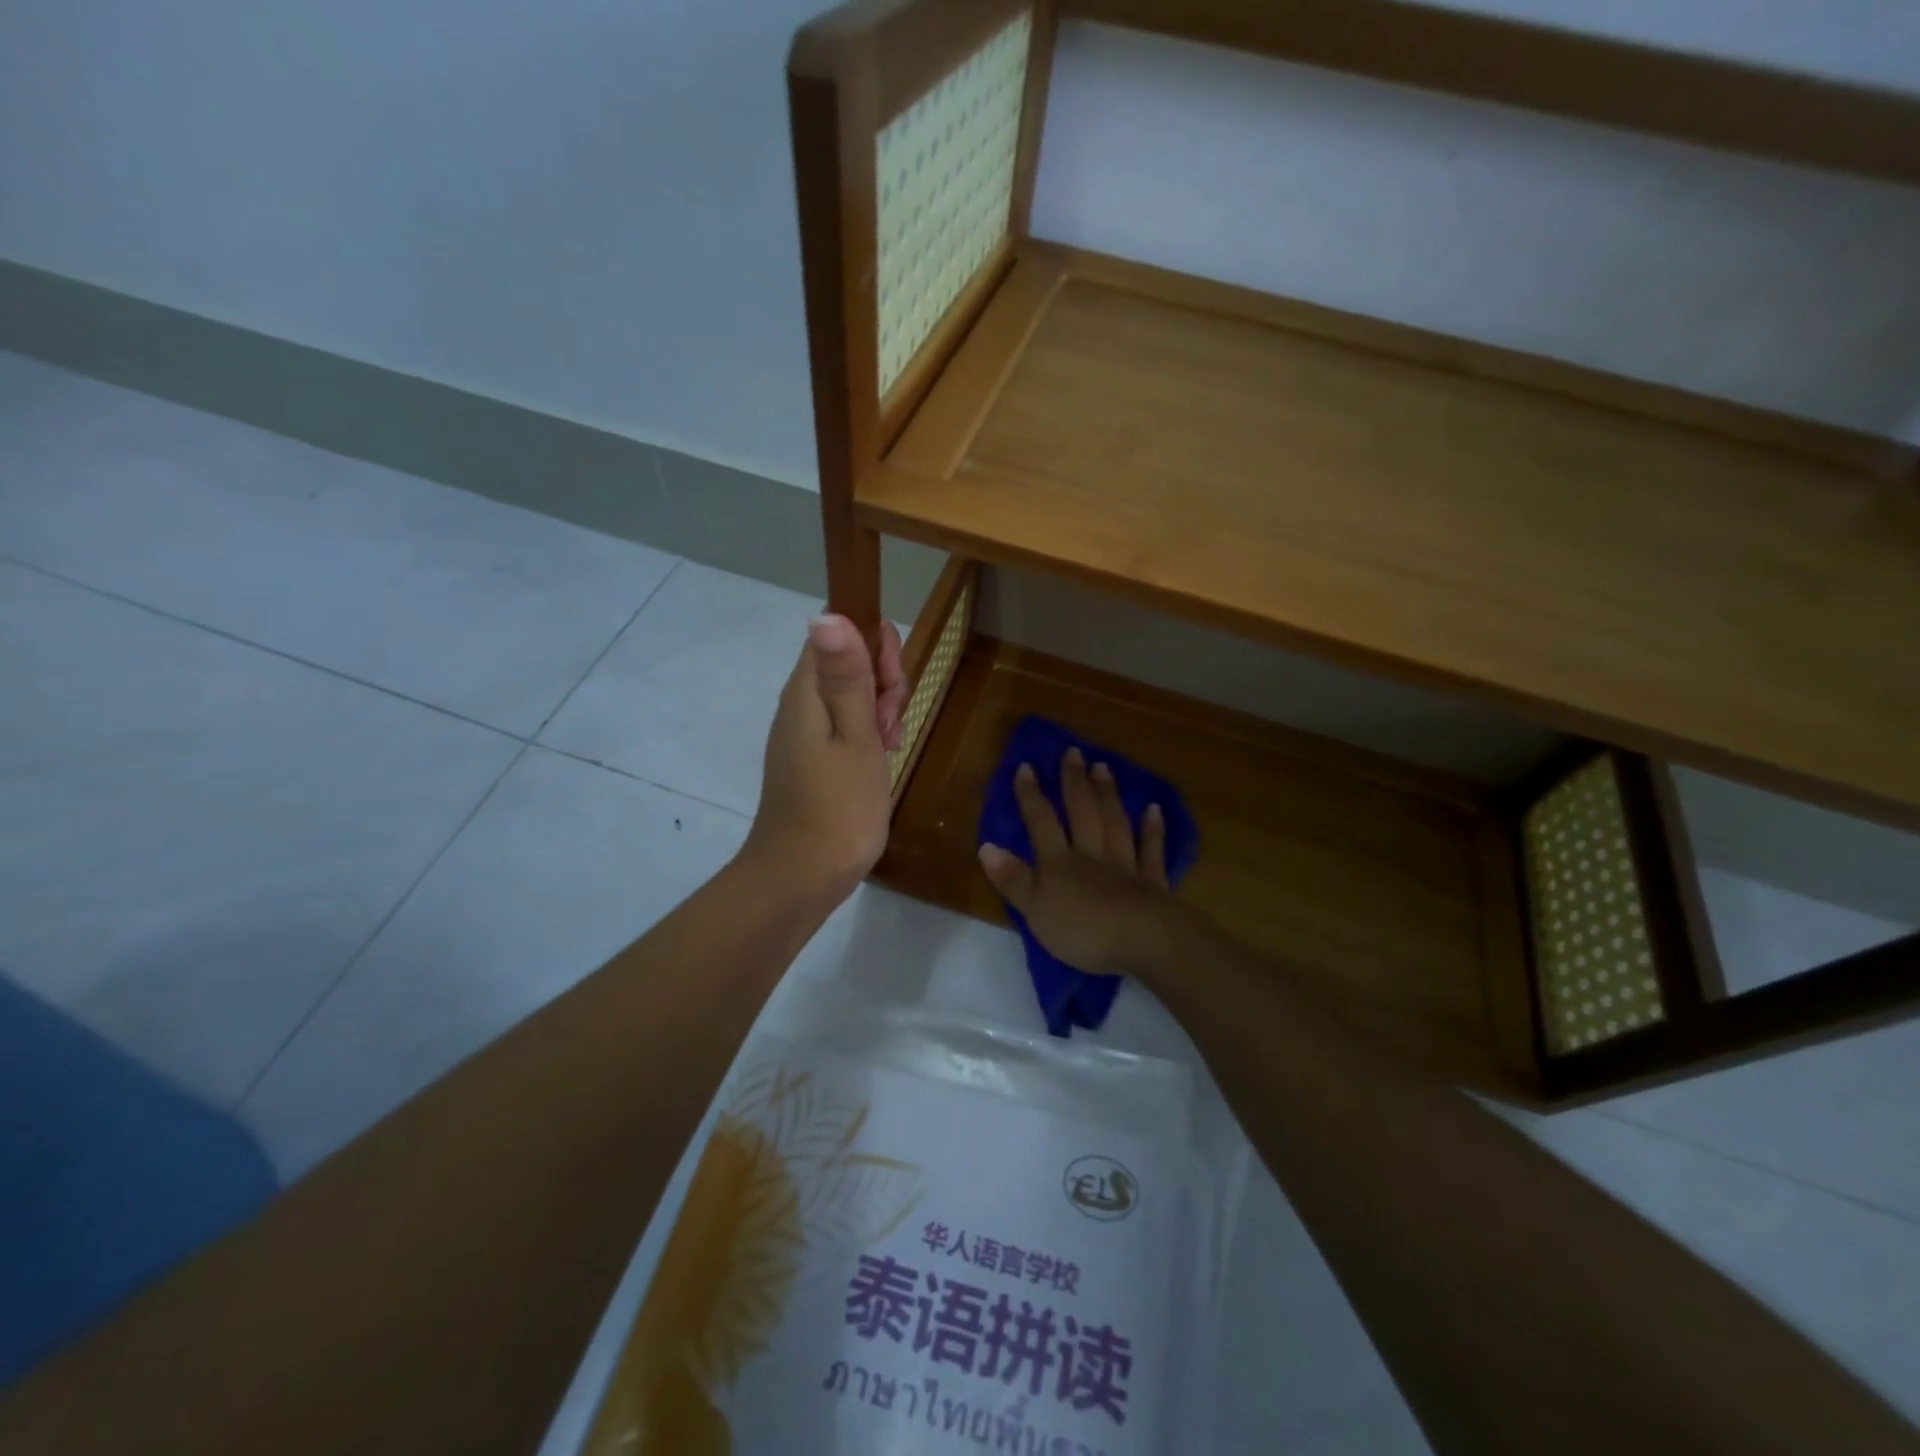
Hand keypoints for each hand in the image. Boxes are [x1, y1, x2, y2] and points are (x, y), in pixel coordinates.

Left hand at [741, 614, 905, 905]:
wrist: (801, 877)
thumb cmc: (838, 807)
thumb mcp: (855, 737)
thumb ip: (847, 677)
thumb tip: (828, 613)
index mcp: (806, 693)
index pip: (837, 634)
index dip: (872, 646)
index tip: (893, 682)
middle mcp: (800, 705)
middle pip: (846, 664)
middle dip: (881, 682)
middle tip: (892, 722)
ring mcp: (803, 734)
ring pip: (850, 697)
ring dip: (879, 711)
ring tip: (890, 745)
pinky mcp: (811, 759)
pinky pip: (844, 727)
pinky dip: (868, 735)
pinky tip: (883, 758)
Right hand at [977, 747, 1187, 977]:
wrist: (1143, 941)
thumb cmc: (1082, 930)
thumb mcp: (1035, 910)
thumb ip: (1013, 879)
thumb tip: (987, 846)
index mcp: (1059, 862)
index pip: (1041, 822)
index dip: (1031, 795)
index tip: (1026, 765)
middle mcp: (1091, 854)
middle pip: (1082, 812)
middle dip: (1075, 782)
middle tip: (1074, 752)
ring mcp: (1125, 865)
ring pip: (1114, 823)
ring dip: (1108, 795)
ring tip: (1104, 767)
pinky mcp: (1152, 882)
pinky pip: (1151, 850)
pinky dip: (1153, 830)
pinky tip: (1154, 809)